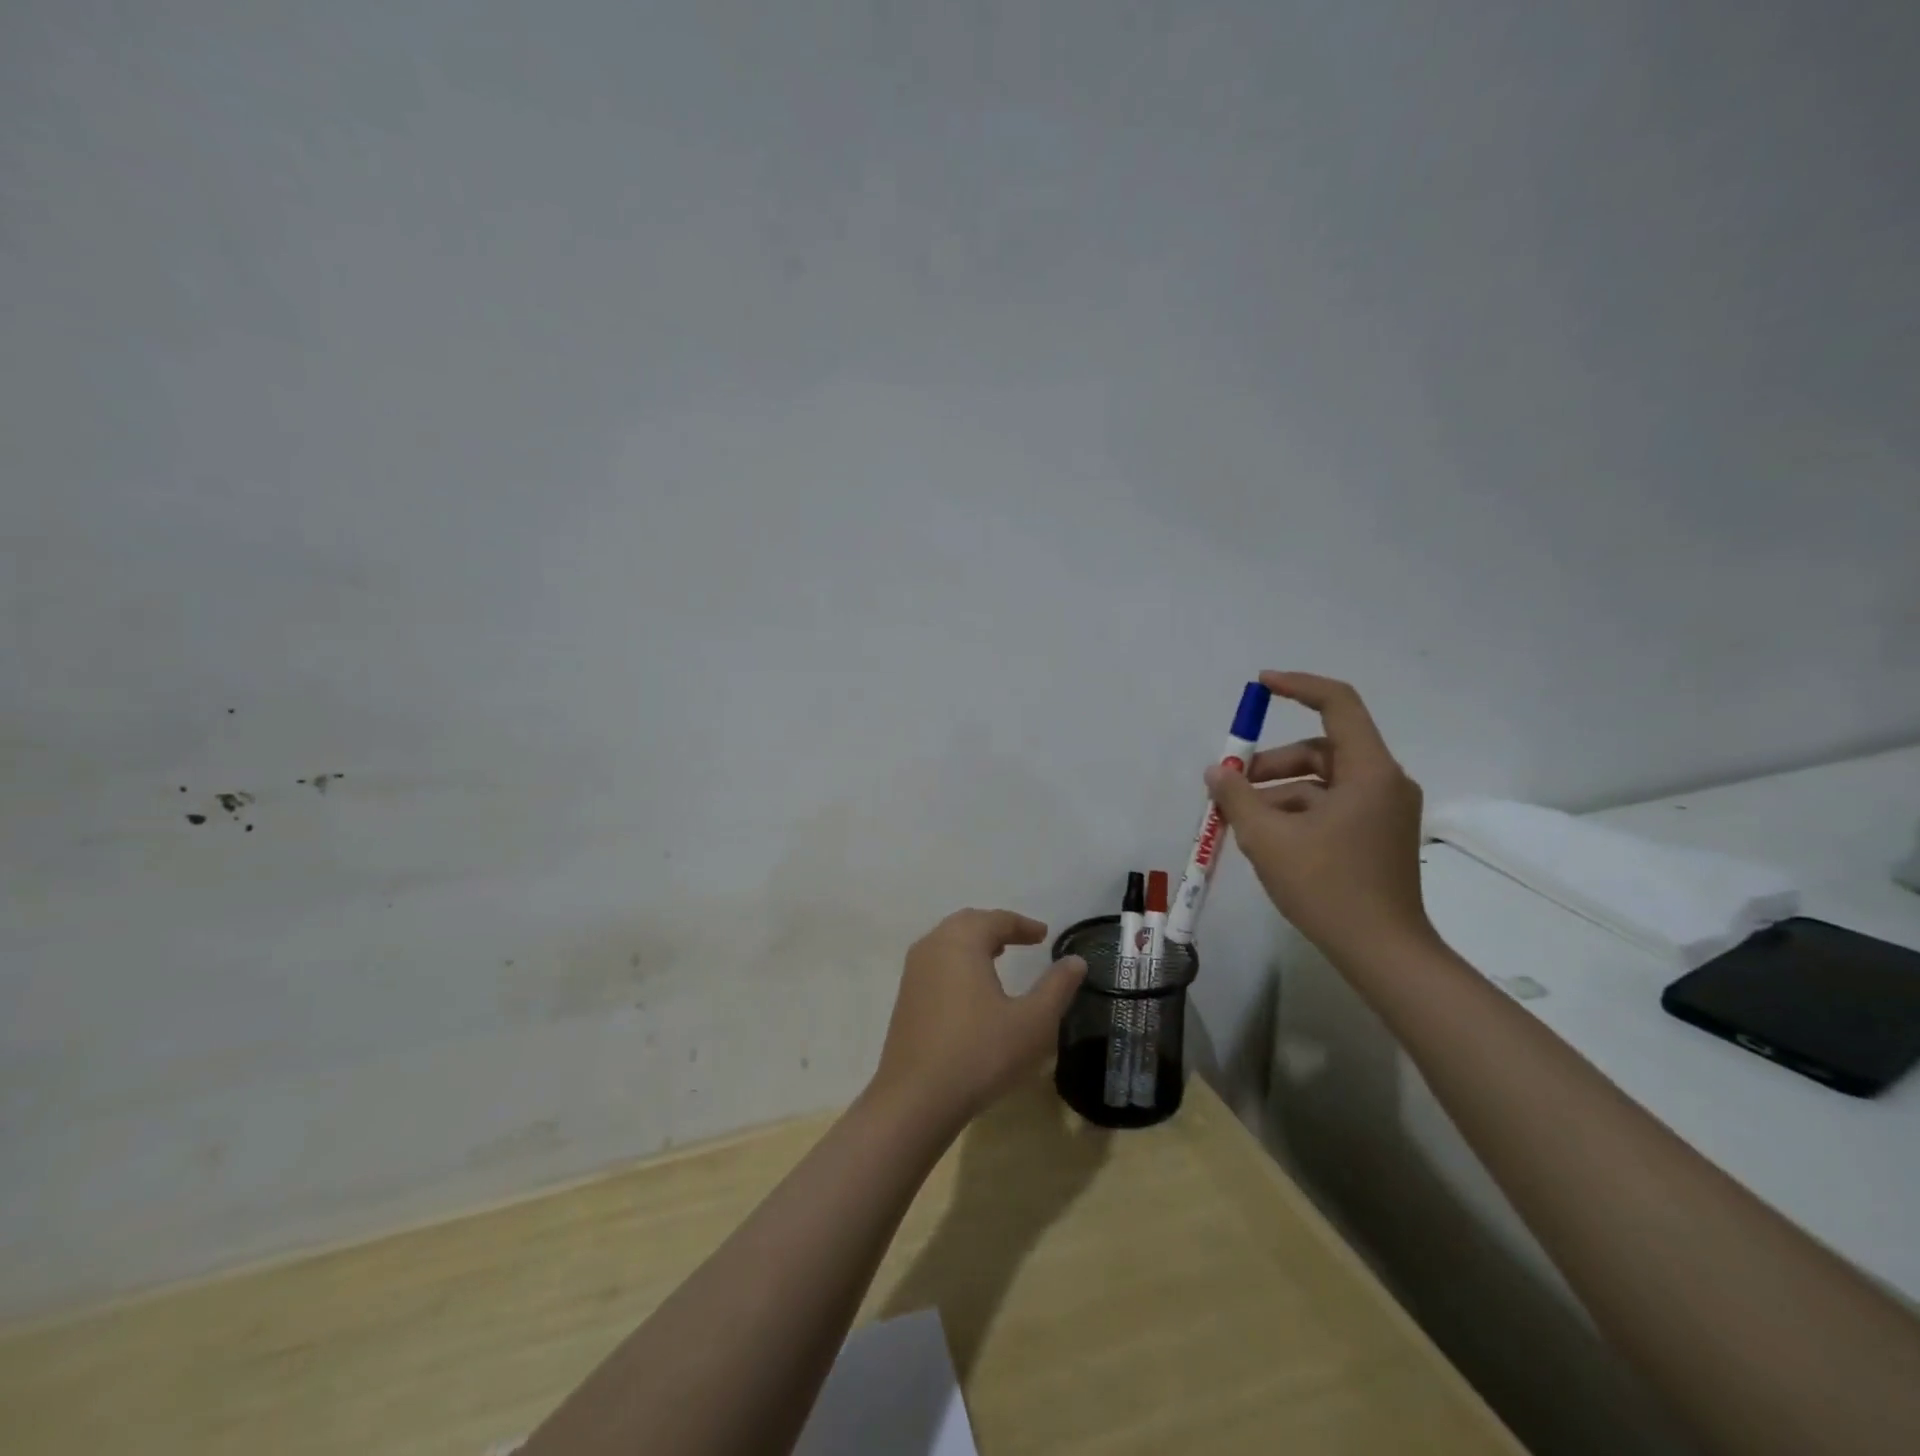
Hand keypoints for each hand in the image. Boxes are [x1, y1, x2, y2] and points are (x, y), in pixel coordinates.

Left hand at [867, 909, 1086, 1131]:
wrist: (915, 1099)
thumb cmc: (980, 1054)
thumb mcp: (1032, 1022)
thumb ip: (1057, 987)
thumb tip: (1076, 960)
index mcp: (962, 942)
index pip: (996, 919)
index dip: (1023, 925)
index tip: (1043, 935)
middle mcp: (933, 946)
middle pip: (967, 923)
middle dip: (996, 927)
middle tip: (1022, 939)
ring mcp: (913, 971)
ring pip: (948, 941)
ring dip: (974, 943)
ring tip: (998, 956)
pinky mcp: (905, 997)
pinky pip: (936, 962)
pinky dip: (957, 961)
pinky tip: (971, 988)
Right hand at [1205, 672, 1432, 961]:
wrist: (1382, 953)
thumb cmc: (1327, 887)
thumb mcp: (1268, 838)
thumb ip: (1237, 797)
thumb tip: (1216, 772)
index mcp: (1369, 772)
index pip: (1338, 704)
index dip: (1297, 686)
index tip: (1260, 685)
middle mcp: (1383, 783)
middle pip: (1321, 750)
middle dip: (1271, 763)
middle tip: (1230, 784)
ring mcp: (1383, 812)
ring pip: (1321, 783)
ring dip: (1278, 793)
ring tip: (1240, 821)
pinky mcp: (1376, 837)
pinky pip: (1330, 808)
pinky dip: (1296, 813)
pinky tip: (1265, 840)